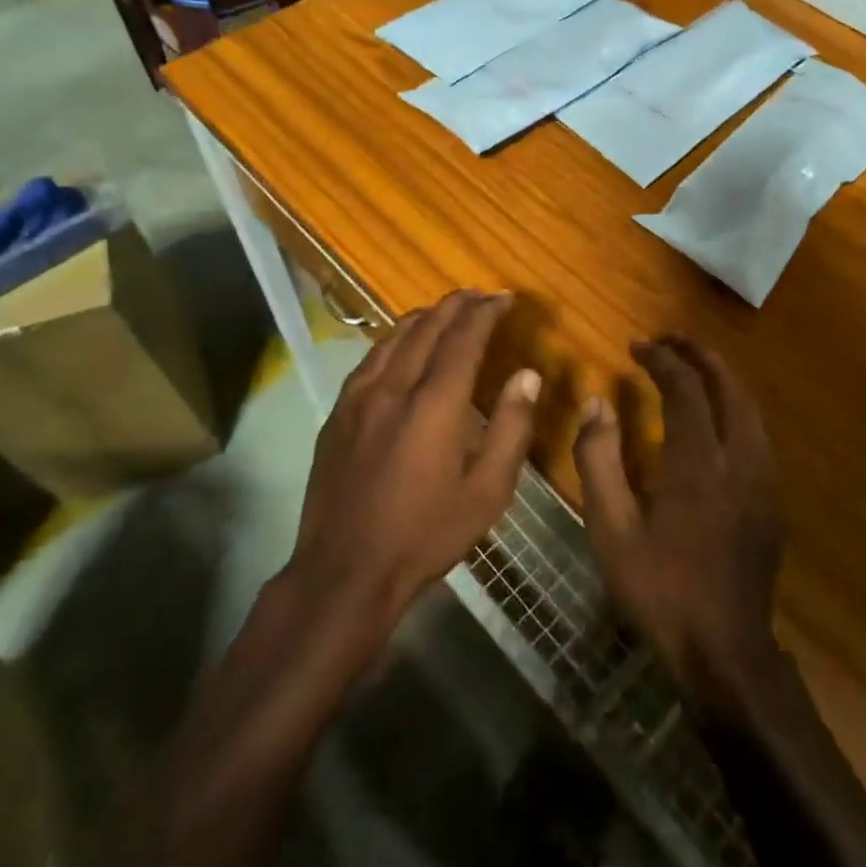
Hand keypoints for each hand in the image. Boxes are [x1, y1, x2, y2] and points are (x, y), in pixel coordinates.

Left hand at [287, 290, 538, 633]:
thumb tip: (527, 375)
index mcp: (434, 404)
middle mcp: (394, 387)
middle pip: (427, 327)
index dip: (485, 312)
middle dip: (456, 305)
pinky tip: (401, 346)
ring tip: (446, 311)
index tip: (504, 297)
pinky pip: (370, 358)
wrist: (345, 571)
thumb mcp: (487, 492)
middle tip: (480, 295)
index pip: (463, 338)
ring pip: (393, 337)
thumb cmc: (425, 535)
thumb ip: (510, 427)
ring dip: (424, 317)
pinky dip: (394, 339)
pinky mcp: (338, 413)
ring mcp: (359, 397)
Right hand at [572, 336, 785, 708]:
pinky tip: (715, 420)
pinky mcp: (772, 502)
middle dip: (699, 355)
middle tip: (669, 342)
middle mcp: (739, 460)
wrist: (725, 652)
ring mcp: (763, 481)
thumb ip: (599, 459)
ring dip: (721, 379)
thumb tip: (597, 403)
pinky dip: (734, 408)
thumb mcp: (611, 529)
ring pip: (750, 408)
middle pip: (728, 386)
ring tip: (691, 369)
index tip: (636, 346)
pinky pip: (756, 434)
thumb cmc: (660, 589)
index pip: (685, 388)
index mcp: (698, 463)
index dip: (661, 359)